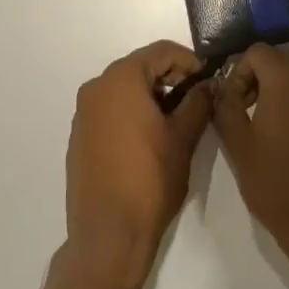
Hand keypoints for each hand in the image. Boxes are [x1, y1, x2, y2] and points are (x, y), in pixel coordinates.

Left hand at [64, 41, 214, 288]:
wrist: (108, 236)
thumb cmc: (149, 181)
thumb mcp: (183, 138)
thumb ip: (198, 103)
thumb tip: (209, 85)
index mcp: (121, 79)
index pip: (161, 51)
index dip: (189, 61)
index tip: (208, 78)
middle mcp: (97, 87)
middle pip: (140, 66)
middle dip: (170, 77)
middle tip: (196, 98)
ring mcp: (84, 112)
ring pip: (124, 88)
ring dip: (151, 95)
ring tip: (176, 119)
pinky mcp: (79, 136)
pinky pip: (110, 109)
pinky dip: (131, 112)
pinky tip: (149, 137)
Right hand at [212, 44, 288, 272]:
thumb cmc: (276, 183)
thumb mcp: (237, 145)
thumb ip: (225, 107)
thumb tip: (222, 89)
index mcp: (286, 80)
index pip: (258, 51)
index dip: (239, 71)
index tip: (233, 102)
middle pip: (284, 60)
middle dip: (262, 77)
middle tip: (248, 109)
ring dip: (284, 93)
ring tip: (270, 129)